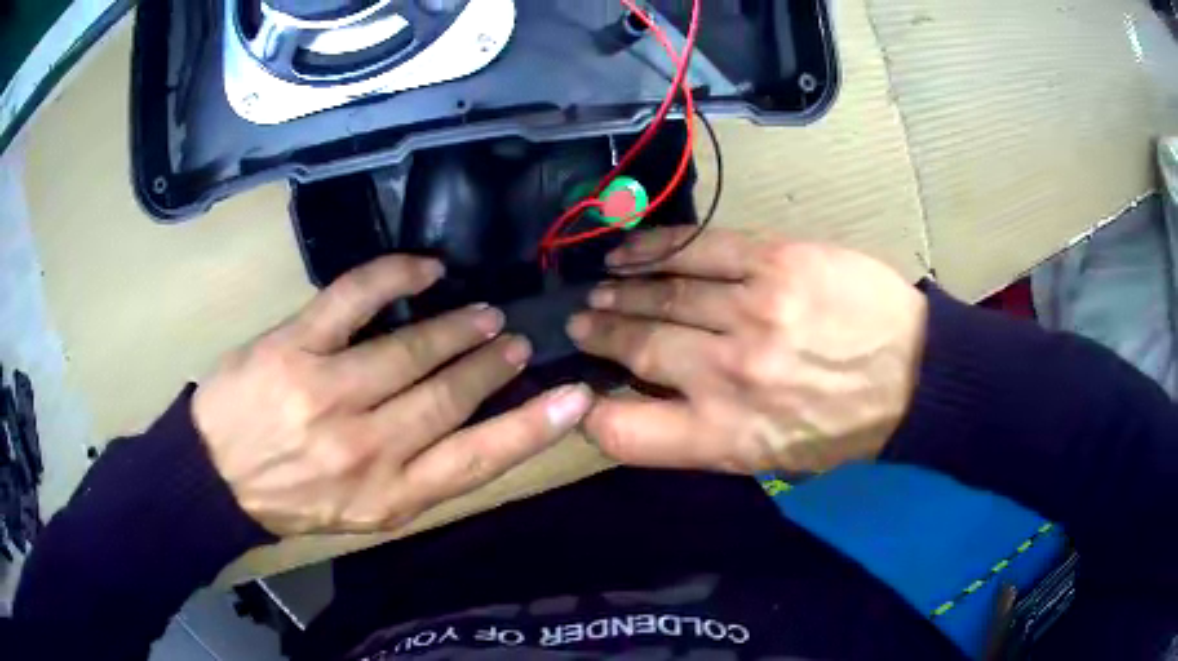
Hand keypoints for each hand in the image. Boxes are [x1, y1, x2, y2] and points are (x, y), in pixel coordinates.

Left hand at [193, 256, 592, 535]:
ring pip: (410, 349)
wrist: (216, 478)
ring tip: (483, 314)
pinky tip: (426, 267)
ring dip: (455, 328)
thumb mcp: (364, 514)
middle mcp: (366, 449)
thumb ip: (418, 478)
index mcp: (389, 497)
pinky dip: (395, 275)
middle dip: (490, 365)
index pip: (477, 461)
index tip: (574, 397)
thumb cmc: (294, 499)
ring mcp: (328, 393)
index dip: (532, 428)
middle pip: (448, 397)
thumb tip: (471, 428)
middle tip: (514, 341)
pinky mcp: (294, 347)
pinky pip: (353, 298)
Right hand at [568, 228, 926, 474]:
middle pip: (639, 349)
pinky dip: (656, 249)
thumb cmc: (845, 427)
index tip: (581, 396)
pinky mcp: (775, 262)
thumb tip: (651, 402)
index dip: (591, 415)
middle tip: (579, 324)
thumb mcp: (774, 459)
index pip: (627, 432)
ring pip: (664, 295)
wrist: (915, 375)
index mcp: (726, 435)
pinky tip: (629, 253)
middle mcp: (729, 375)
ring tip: (599, 290)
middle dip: (599, 336)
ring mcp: (752, 312)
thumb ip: (707, 436)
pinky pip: (699, 248)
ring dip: (621, 292)